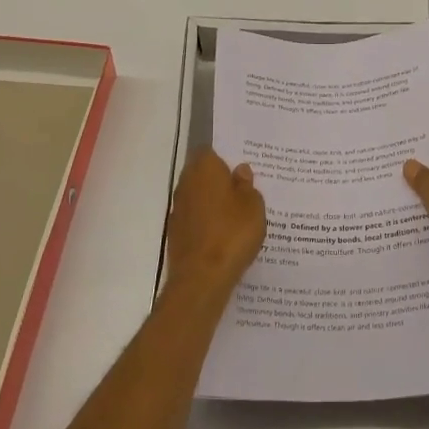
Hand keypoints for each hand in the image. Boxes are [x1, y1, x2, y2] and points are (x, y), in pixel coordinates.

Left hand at [165, 148, 266, 298]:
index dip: (224, 158)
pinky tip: (222, 235)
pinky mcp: (175, 233)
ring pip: (197, 197)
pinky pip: (194, 219)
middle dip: (218, 180)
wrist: (201, 277)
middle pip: (201, 174)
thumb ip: (247, 185)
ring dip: (211, 202)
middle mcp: (186, 184)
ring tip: (235, 215)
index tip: (239, 168)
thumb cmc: (232, 233)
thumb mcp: (253, 206)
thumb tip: (240, 171)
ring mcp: (178, 210)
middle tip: (242, 190)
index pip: (210, 152)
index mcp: (205, 169)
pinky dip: (205, 223)